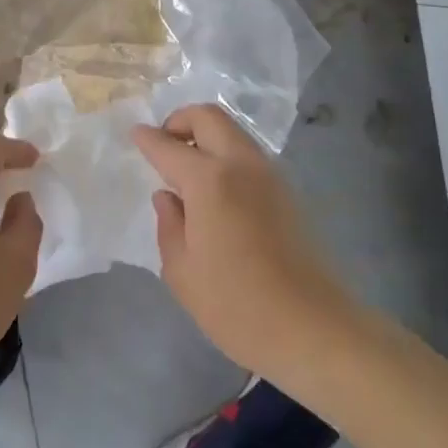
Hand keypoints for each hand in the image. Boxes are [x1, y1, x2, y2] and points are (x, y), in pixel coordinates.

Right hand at [133, 104, 356, 381]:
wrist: (313, 329)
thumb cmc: (236, 305)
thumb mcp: (182, 271)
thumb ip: (169, 225)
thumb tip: (168, 198)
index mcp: (210, 180)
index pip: (169, 146)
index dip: (147, 139)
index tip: (134, 134)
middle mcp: (242, 165)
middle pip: (209, 117)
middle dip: (180, 121)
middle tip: (164, 147)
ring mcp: (270, 176)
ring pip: (234, 132)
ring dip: (206, 137)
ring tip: (187, 170)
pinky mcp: (288, 194)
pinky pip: (249, 156)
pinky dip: (226, 155)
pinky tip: (215, 191)